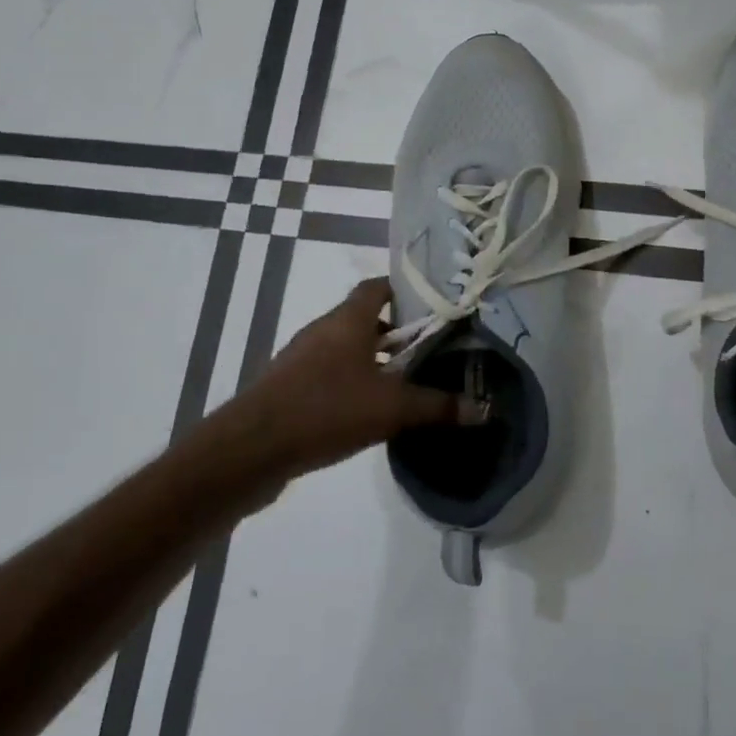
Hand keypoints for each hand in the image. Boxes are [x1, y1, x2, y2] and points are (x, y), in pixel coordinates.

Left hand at [241, 278, 478, 477]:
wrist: (252, 448)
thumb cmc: (326, 409)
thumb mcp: (392, 409)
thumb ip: (438, 406)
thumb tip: (484, 410)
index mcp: (347, 320)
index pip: (377, 287)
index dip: (405, 290)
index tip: (433, 305)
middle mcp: (323, 330)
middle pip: (364, 318)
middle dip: (396, 331)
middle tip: (429, 348)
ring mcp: (302, 358)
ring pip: (346, 348)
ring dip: (374, 360)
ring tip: (406, 381)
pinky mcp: (289, 387)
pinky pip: (329, 373)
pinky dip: (352, 382)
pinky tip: (370, 410)